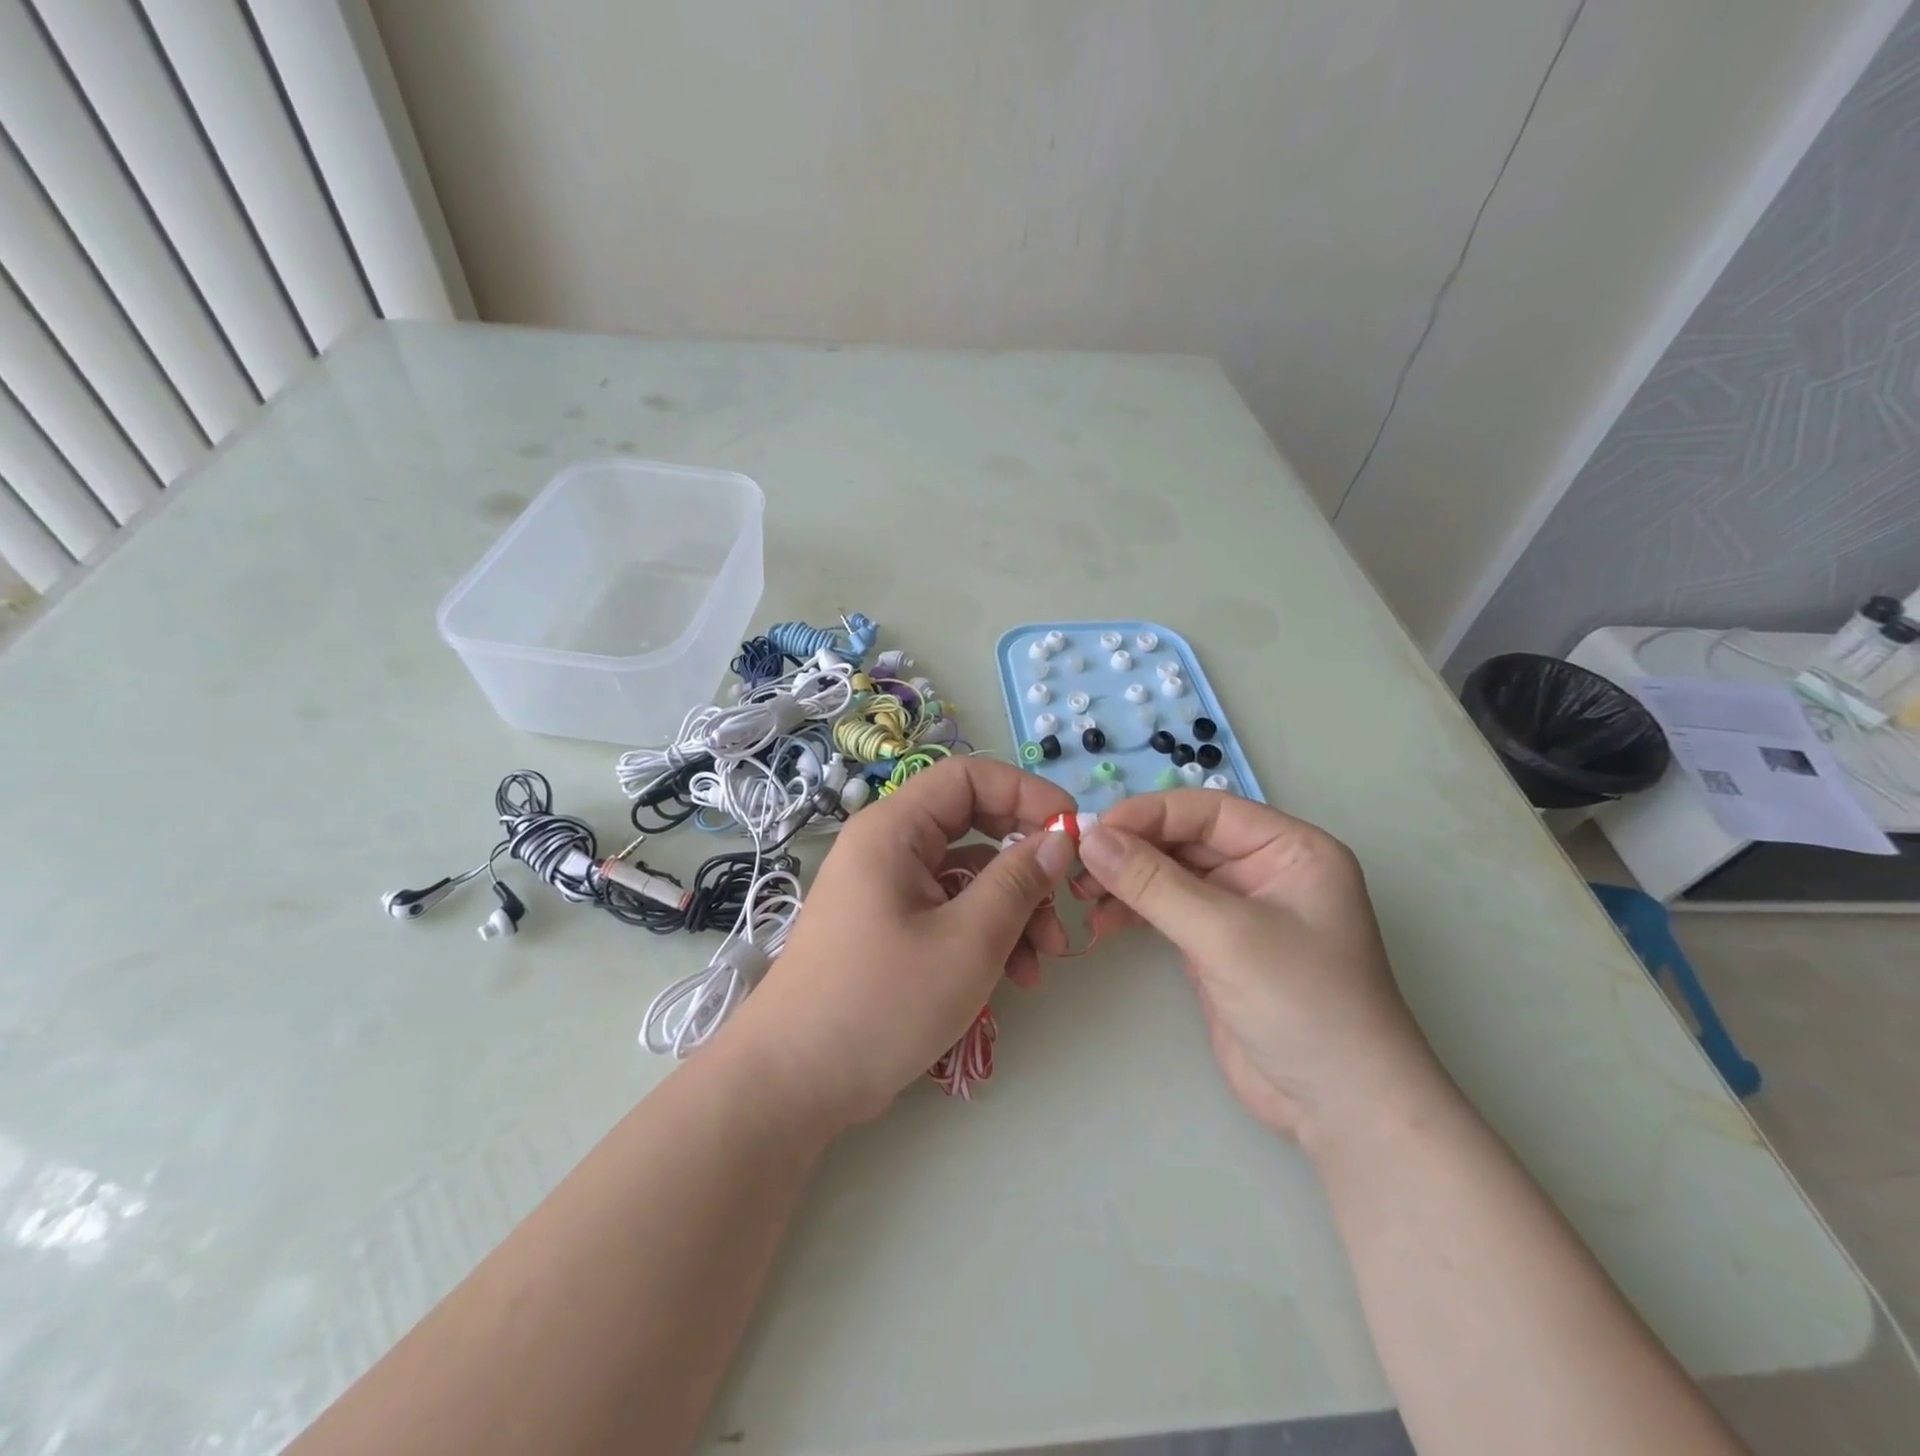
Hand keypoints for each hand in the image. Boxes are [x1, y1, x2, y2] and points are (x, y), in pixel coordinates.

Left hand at [724, 757, 1078, 1128]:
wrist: (794, 1083)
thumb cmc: (881, 1002)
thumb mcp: (967, 941)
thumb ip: (1019, 882)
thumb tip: (1060, 837)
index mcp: (894, 829)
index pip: (969, 777)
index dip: (1026, 793)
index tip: (1072, 830)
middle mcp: (889, 848)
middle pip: (973, 827)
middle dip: (1026, 863)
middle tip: (1066, 901)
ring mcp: (888, 890)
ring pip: (968, 876)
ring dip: (1014, 909)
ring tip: (1044, 960)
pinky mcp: (891, 929)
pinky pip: (950, 911)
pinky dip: (986, 934)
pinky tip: (1016, 977)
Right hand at [1077, 792, 1442, 1151]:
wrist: (1342, 1110)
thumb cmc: (1302, 1004)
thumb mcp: (1226, 935)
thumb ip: (1154, 883)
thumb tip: (1091, 837)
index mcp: (1290, 849)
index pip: (1207, 811)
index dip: (1148, 814)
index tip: (1092, 831)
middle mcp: (1265, 869)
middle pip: (1185, 840)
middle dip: (1131, 850)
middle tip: (1076, 866)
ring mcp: (1239, 909)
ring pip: (1170, 874)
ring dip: (1126, 880)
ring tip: (1081, 896)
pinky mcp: (1217, 945)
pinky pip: (1166, 910)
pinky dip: (1133, 911)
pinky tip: (1101, 920)